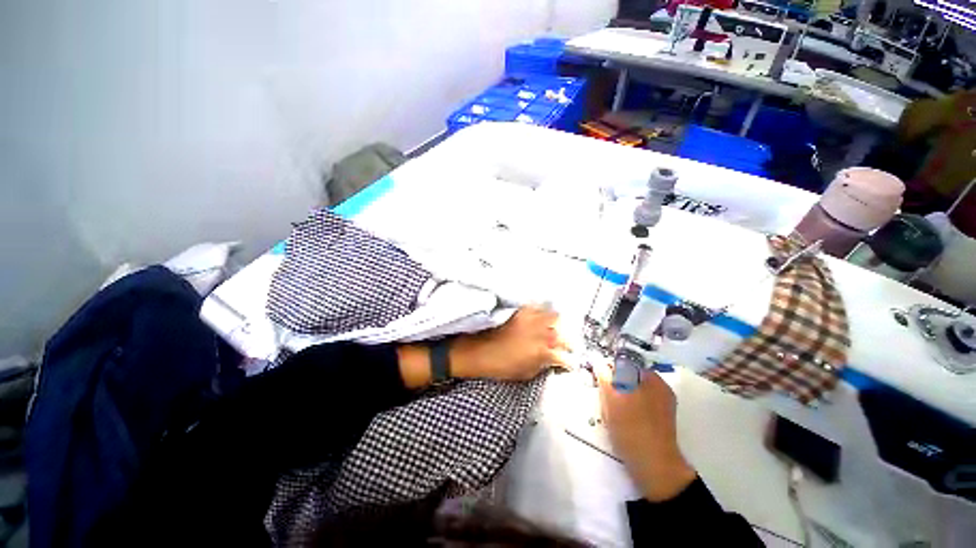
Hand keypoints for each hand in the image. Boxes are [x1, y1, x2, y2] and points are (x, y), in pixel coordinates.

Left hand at [452, 306, 571, 381]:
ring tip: (553, 328)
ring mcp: (532, 318)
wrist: (478, 350)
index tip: (570, 363)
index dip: (569, 361)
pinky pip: (538, 307)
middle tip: (564, 344)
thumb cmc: (500, 366)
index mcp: (542, 352)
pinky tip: (540, 316)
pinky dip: (542, 311)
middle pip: (563, 332)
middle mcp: (541, 332)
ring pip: (554, 315)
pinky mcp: (522, 310)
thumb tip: (551, 361)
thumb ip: (542, 365)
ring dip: (556, 323)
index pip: (565, 356)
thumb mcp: (525, 373)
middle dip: (566, 339)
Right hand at [596, 363, 696, 501]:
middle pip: (629, 378)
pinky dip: (628, 408)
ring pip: (632, 392)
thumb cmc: (632, 428)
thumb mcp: (612, 399)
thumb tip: (599, 362)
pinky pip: (639, 405)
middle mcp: (660, 388)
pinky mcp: (660, 420)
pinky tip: (622, 421)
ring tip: (613, 413)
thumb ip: (604, 376)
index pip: (625, 364)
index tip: (599, 382)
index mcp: (652, 379)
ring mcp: (662, 405)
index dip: (609, 371)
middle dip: (614, 385)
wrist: (654, 467)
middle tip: (605, 400)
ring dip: (620, 398)